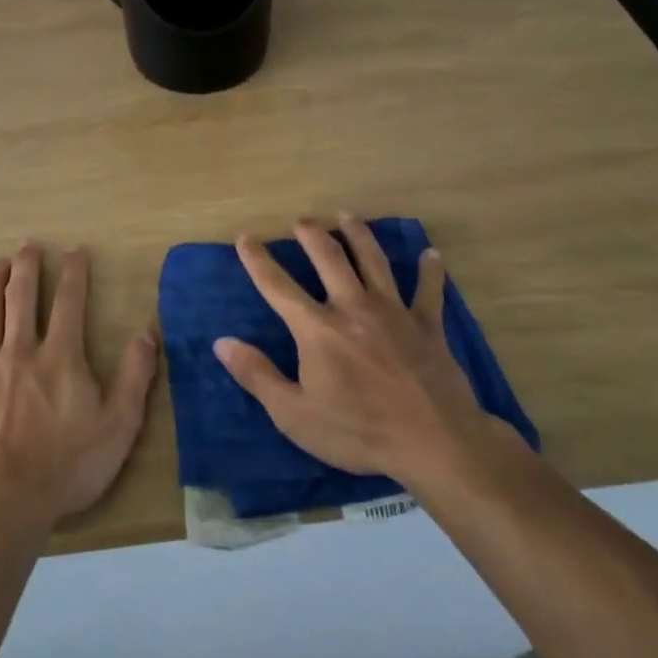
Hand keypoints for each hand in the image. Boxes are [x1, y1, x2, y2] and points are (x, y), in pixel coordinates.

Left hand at [0, 243, 158, 523]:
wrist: (7, 499)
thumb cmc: (69, 464)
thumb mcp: (119, 424)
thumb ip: (135, 375)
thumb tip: (147, 331)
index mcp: (61, 356)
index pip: (69, 303)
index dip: (73, 273)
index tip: (74, 250)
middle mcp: (22, 351)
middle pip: (22, 298)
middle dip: (27, 268)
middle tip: (27, 246)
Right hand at [214, 213, 483, 485]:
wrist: (434, 442)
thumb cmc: (358, 432)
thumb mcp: (294, 414)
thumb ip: (257, 375)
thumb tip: (222, 342)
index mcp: (317, 329)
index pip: (277, 285)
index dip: (258, 259)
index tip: (245, 236)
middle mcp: (353, 308)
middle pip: (329, 259)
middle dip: (311, 235)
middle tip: (302, 220)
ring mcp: (394, 313)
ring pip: (374, 261)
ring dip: (359, 235)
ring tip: (347, 215)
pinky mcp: (428, 326)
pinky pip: (429, 291)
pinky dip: (430, 271)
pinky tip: (431, 254)